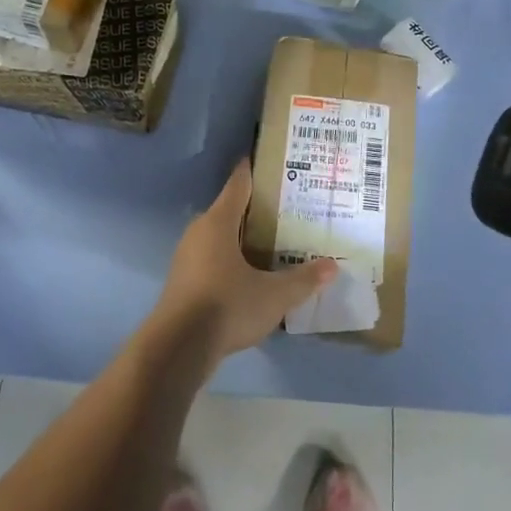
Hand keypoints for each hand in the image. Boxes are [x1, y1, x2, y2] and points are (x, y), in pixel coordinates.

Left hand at [152, 160, 334, 363]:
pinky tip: (251, 273)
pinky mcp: (184, 280)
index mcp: (218, 221)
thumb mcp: (274, 296)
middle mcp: (199, 231)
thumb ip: (303, 280)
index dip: (254, 171)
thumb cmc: (226, 307)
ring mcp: (187, 256)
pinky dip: (231, 258)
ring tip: (274, 240)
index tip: (273, 162)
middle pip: (229, 210)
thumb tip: (332, 266)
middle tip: (287, 207)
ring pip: (220, 236)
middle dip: (256, 208)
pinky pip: (212, 257)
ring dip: (242, 236)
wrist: (177, 348)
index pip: (238, 183)